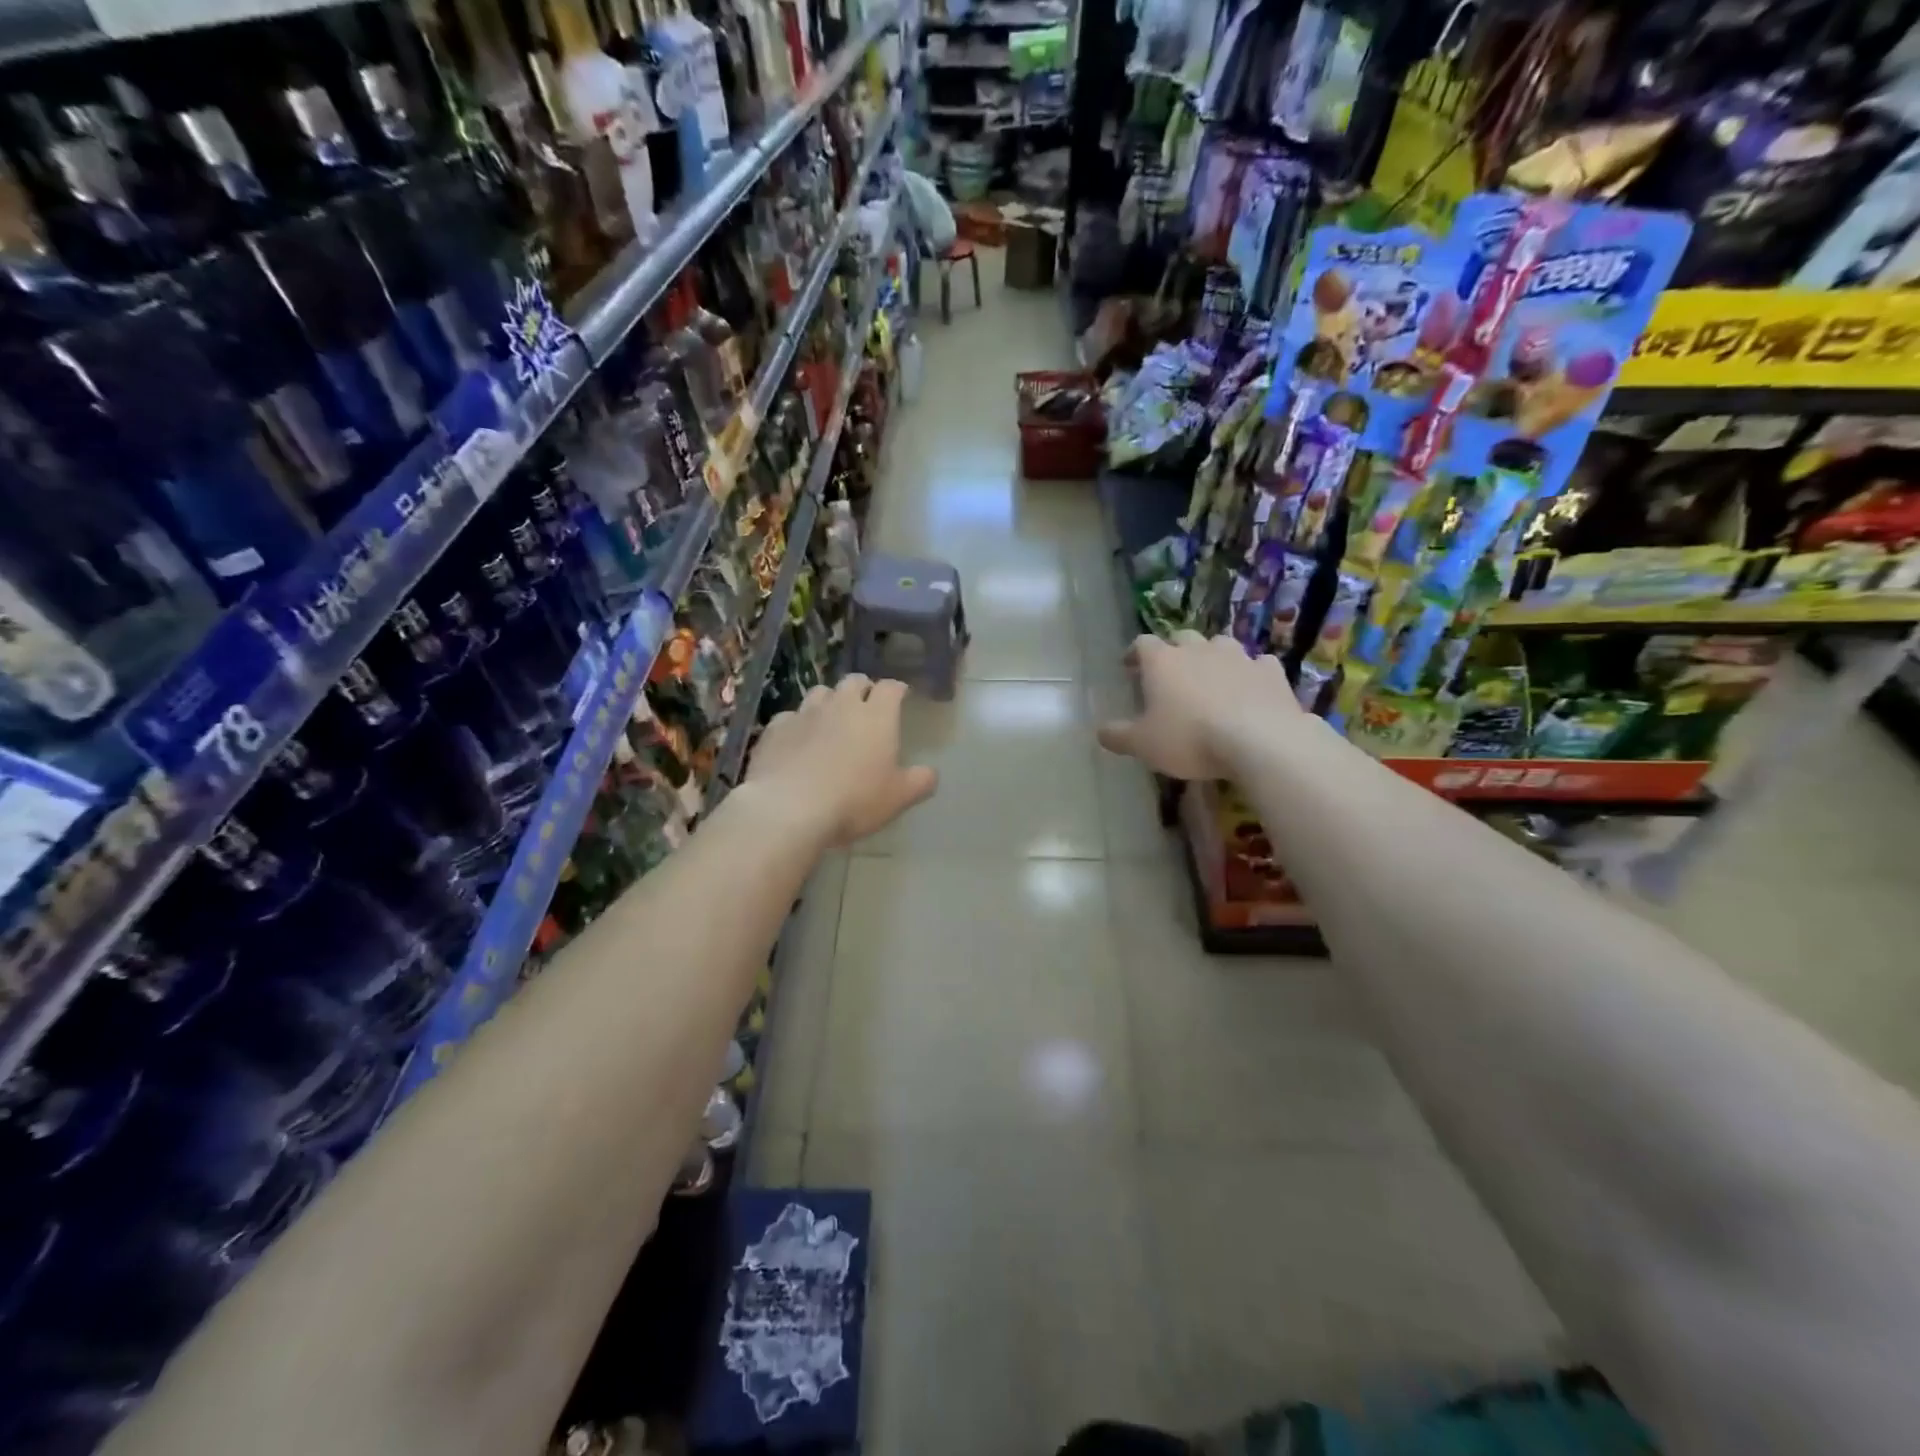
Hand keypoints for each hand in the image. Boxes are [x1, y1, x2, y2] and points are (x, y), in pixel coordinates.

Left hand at [745, 674, 938, 846]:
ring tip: (831, 719)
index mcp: (876, 716)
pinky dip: (798, 723)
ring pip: (820, 693)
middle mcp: (841, 705)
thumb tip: (931, 773)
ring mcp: (805, 714)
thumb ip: (920, 782)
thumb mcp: (898, 798)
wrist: (789, 808)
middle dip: (863, 689)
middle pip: (854, 681)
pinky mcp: (775, 729)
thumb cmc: (853, 800)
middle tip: (866, 705)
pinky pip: (790, 716)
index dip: (897, 690)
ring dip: (829, 701)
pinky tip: (797, 740)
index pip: (891, 688)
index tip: (901, 696)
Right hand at [1096, 631, 1299, 779]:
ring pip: (1221, 645)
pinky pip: (1258, 664)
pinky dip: (1251, 673)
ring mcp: (1238, 657)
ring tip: (1211, 678)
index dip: (1134, 653)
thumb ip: (1119, 736)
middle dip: (1175, 651)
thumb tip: (1100, 732)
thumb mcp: (1143, 745)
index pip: (1142, 644)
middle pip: (1182, 638)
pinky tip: (1251, 688)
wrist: (1259, 741)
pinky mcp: (1271, 672)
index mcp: (1163, 662)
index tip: (1130, 666)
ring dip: (1213, 657)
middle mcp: (1199, 650)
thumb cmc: (1190, 739)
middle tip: (1171, 673)